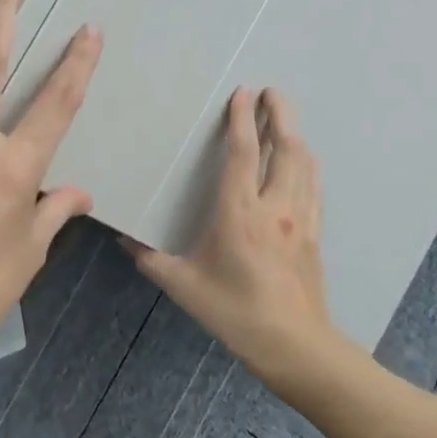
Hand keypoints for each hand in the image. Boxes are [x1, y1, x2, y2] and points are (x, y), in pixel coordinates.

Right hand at [126, 87, 335, 382]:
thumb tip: (124, 240)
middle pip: (285, 149)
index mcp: (240, 214)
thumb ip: (151, 259)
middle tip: (272, 91)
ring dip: (295, 135)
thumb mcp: (184, 286)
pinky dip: (306, 164)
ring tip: (284, 117)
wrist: (295, 346)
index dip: (242, 120)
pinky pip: (312, 187)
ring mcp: (300, 219)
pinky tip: (301, 161)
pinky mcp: (313, 234)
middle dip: (280, 115)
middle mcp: (275, 208)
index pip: (243, 154)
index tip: (243, 93)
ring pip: (304, 165)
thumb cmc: (235, 312)